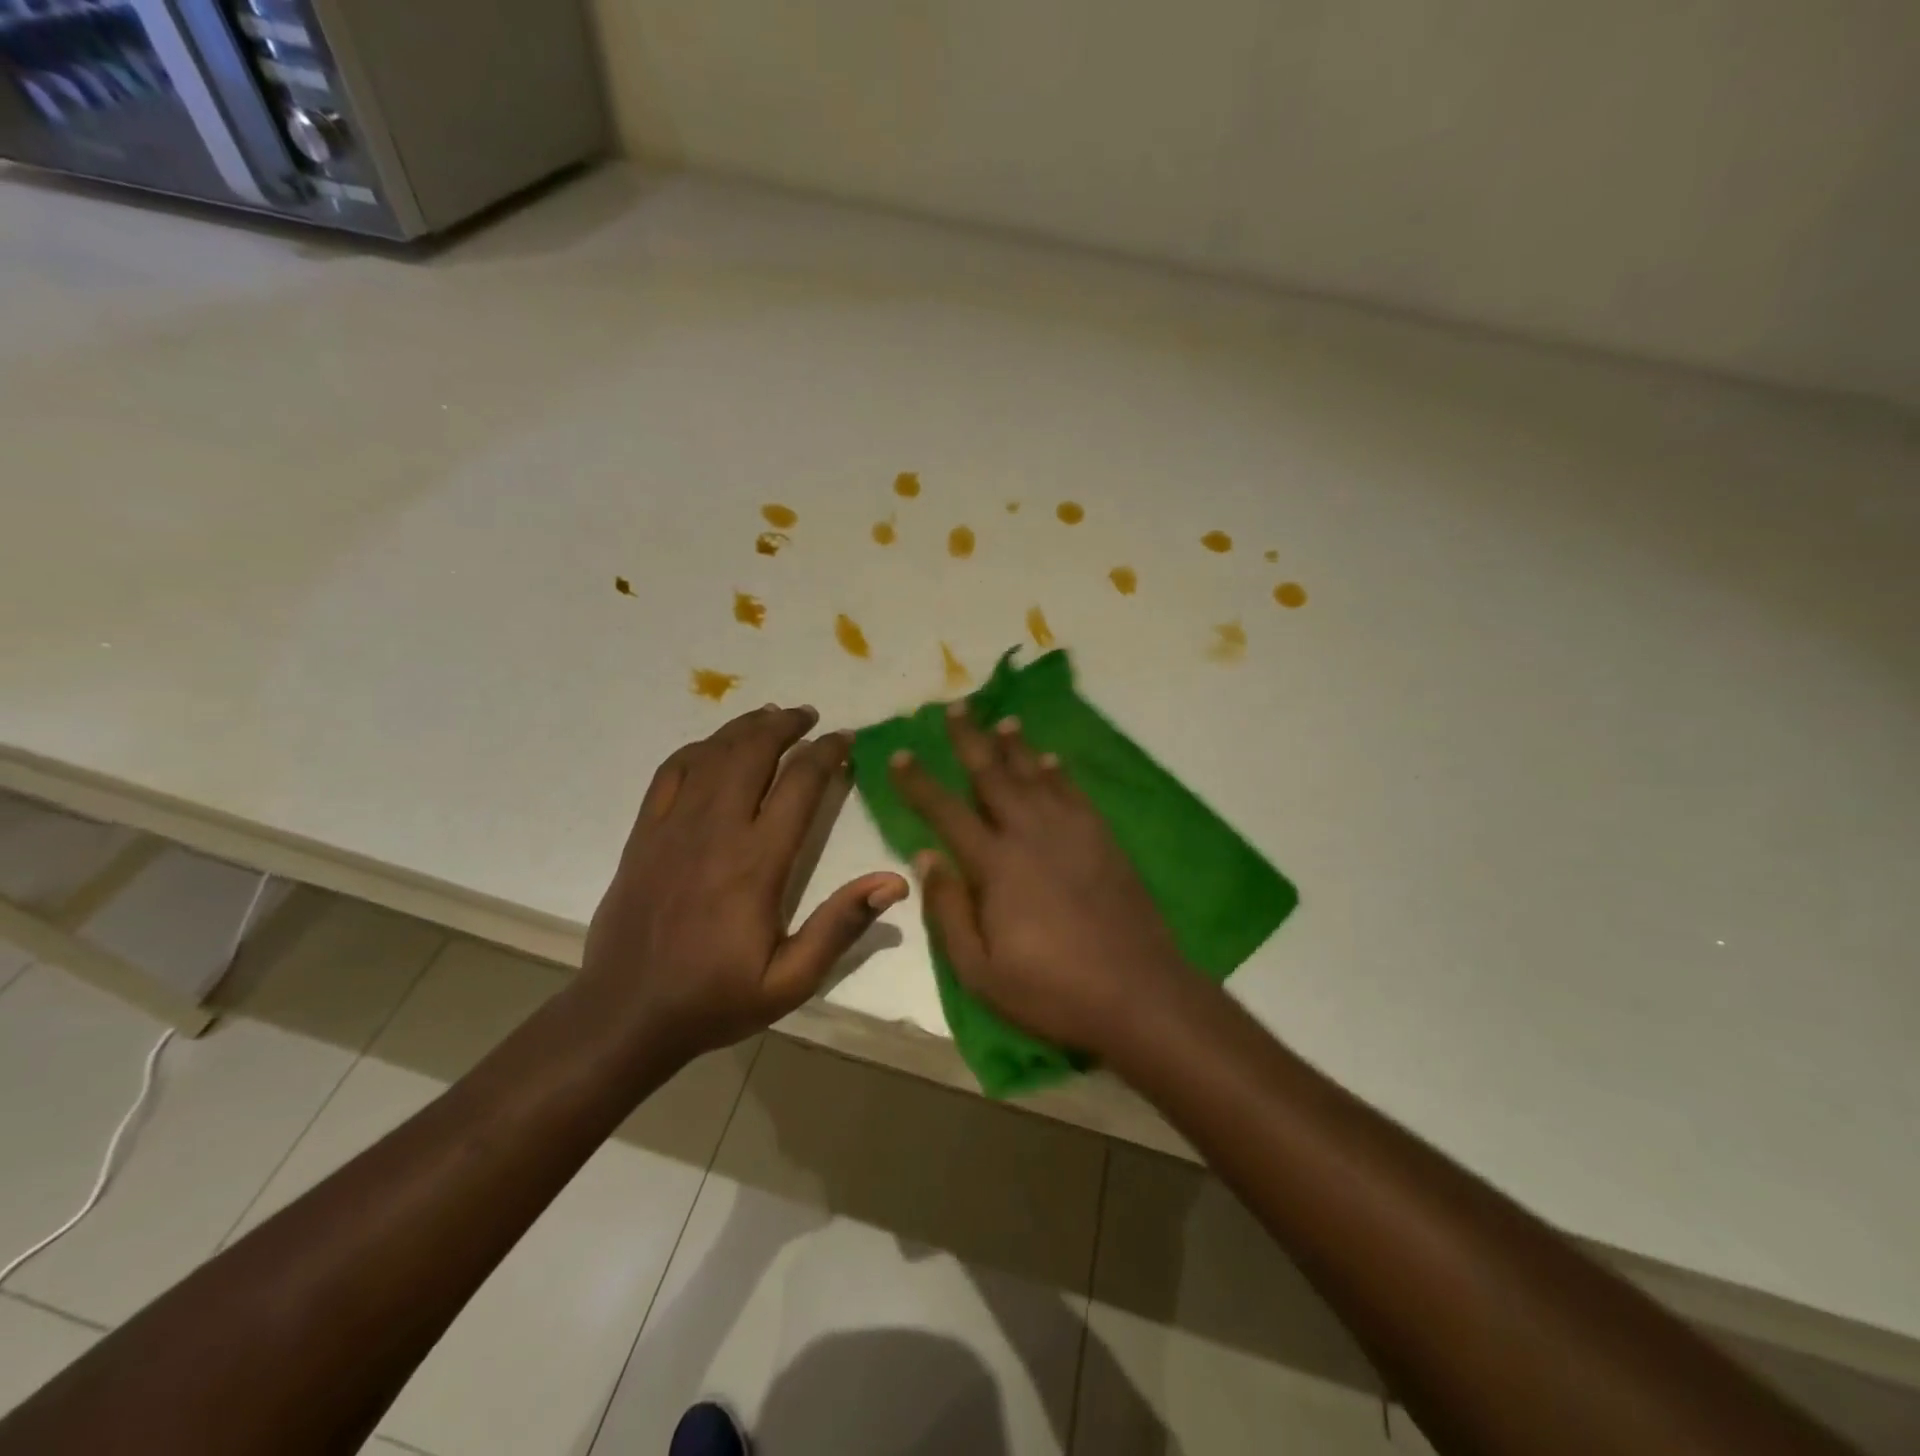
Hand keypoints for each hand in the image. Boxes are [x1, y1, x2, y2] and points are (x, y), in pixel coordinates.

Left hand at [583, 704, 909, 1055]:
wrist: (626, 1014)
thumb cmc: (716, 998)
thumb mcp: (791, 980)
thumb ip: (841, 926)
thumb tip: (895, 882)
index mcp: (757, 862)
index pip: (800, 784)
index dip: (827, 753)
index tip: (846, 740)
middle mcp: (716, 830)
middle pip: (753, 753)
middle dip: (786, 726)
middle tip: (810, 716)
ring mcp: (674, 827)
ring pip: (713, 754)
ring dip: (746, 727)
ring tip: (772, 716)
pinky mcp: (644, 834)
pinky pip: (671, 772)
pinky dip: (698, 749)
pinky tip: (715, 746)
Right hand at [888, 704, 1187, 1056]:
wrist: (1137, 993)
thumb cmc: (1051, 990)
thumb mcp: (980, 970)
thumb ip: (948, 910)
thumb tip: (925, 856)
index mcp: (995, 865)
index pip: (946, 812)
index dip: (919, 782)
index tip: (900, 754)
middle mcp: (1030, 834)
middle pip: (993, 775)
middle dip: (970, 739)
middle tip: (955, 707)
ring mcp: (1071, 832)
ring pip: (1035, 775)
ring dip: (1016, 746)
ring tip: (1003, 721)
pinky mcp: (1103, 839)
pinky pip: (1074, 792)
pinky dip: (1058, 772)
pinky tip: (1051, 760)